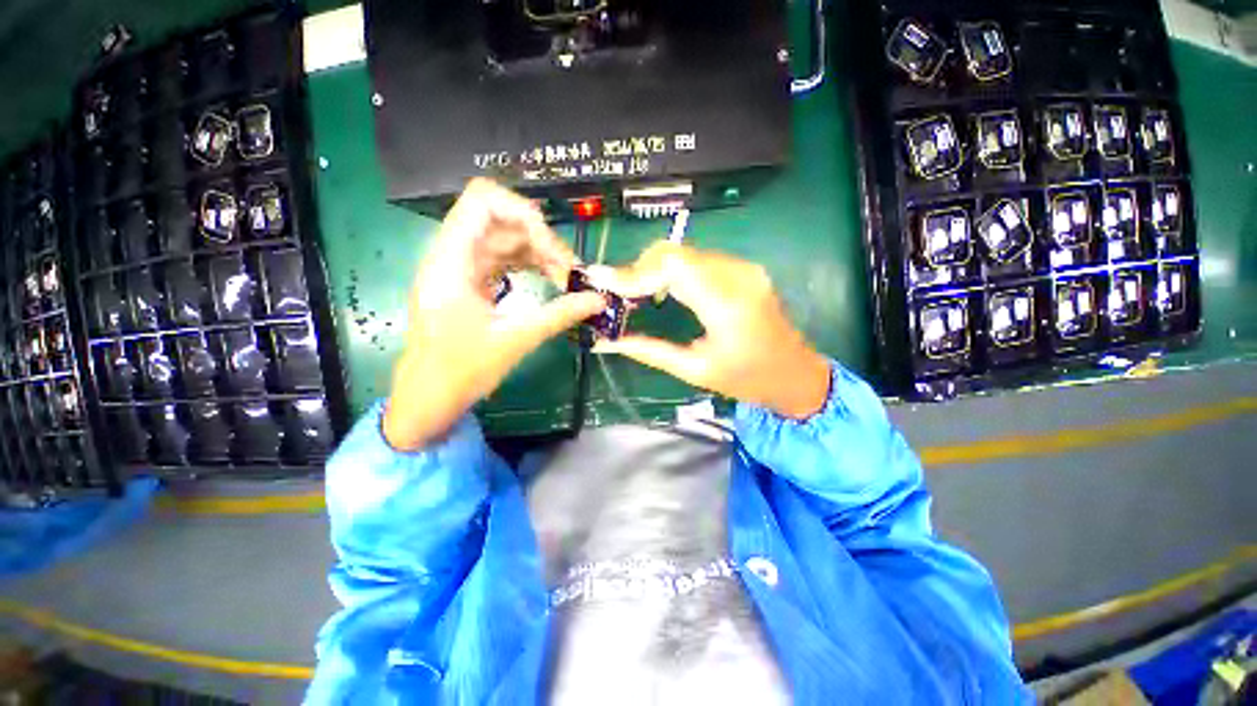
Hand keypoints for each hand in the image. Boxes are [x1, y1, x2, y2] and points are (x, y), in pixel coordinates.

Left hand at [383, 179, 605, 449]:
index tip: (551, 247)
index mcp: (452, 260)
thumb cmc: (462, 370)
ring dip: (539, 253)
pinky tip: (549, 280)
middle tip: (569, 271)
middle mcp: (453, 254)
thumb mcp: (517, 339)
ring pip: (506, 239)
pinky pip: (504, 258)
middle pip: (501, 220)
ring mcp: (462, 267)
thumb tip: (599, 300)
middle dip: (540, 239)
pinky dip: (529, 264)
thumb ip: (560, 314)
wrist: (430, 395)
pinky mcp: (470, 281)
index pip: (483, 201)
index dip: (523, 212)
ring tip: (565, 278)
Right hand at [590, 242, 829, 419]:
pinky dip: (673, 269)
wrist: (796, 373)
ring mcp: (744, 267)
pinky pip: (699, 258)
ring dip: (654, 268)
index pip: (672, 266)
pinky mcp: (745, 268)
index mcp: (727, 305)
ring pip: (685, 252)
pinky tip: (663, 288)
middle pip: (675, 252)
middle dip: (639, 268)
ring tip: (635, 292)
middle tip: (618, 292)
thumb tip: (608, 342)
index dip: (634, 272)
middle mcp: (738, 275)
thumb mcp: (695, 370)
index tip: (605, 284)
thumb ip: (649, 351)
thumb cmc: (748, 380)